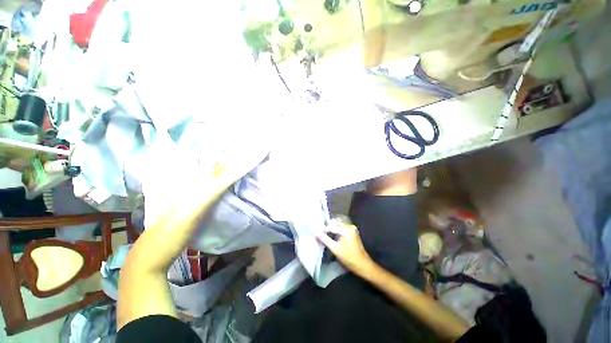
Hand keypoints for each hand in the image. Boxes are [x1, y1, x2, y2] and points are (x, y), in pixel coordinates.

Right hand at [315, 220, 374, 275]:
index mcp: (346, 229)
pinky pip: (341, 228)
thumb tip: (315, 233)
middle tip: (317, 230)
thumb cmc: (349, 258)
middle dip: (326, 226)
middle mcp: (349, 226)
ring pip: (338, 225)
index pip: (331, 227)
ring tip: (321, 231)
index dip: (321, 229)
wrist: (363, 265)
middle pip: (334, 223)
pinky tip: (329, 233)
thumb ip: (325, 239)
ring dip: (330, 228)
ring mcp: (351, 228)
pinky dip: (335, 230)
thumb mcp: (335, 249)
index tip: (313, 230)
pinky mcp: (352, 232)